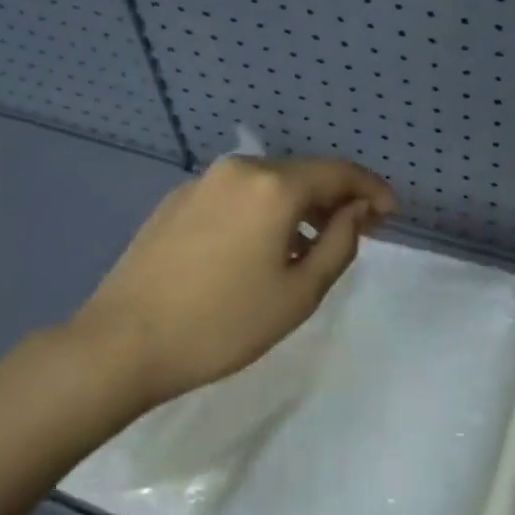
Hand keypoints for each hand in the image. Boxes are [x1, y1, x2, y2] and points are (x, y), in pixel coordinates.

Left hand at [74, 155, 395, 404]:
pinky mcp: (176, 201)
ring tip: (312, 243)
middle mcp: (238, 170)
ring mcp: (202, 183)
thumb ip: (340, 244)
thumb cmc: (222, 324)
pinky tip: (261, 247)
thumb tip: (355, 212)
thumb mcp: (299, 293)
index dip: (372, 190)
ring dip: (299, 206)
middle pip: (303, 174)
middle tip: (359, 230)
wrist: (122, 343)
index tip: (391, 214)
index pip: (339, 173)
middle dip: (337, 198)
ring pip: (268, 184)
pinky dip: (263, 212)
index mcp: (273, 186)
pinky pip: (237, 196)